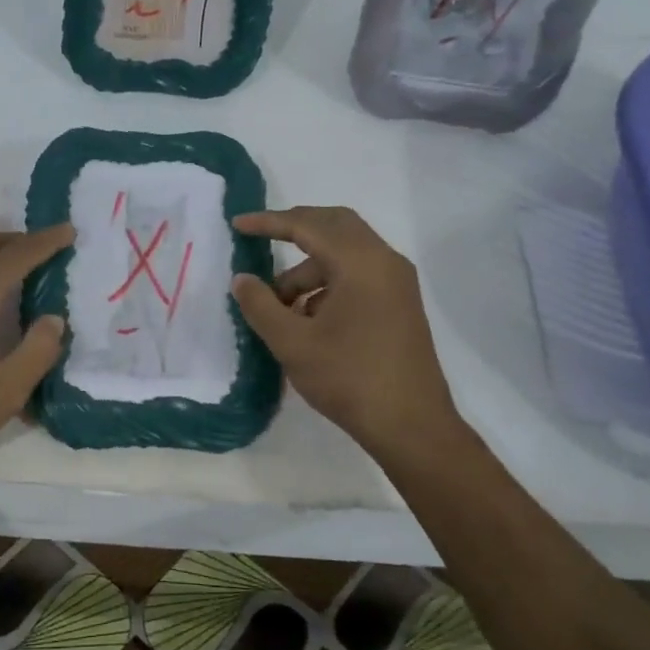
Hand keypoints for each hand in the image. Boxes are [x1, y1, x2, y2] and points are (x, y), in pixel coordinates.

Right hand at [231, 206, 464, 456]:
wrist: (412, 427)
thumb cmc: (349, 379)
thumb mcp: (293, 343)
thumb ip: (261, 305)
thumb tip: (242, 280)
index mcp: (360, 263)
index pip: (307, 225)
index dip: (269, 222)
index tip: (237, 225)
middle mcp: (384, 261)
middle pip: (333, 225)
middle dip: (294, 230)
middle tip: (259, 241)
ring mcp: (396, 283)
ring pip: (344, 253)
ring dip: (307, 268)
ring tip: (278, 306)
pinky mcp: (399, 304)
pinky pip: (357, 275)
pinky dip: (327, 283)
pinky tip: (306, 319)